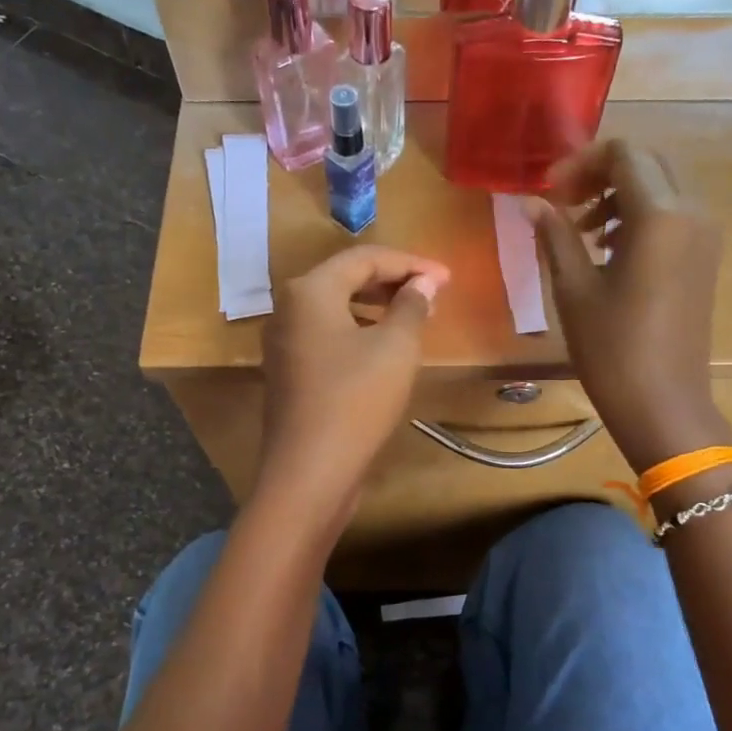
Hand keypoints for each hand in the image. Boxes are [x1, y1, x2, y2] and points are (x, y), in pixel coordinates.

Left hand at [257, 246, 449, 519]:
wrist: (309, 472)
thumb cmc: (356, 400)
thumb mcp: (396, 348)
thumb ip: (412, 306)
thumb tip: (423, 283)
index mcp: (309, 290)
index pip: (365, 258)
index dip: (411, 263)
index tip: (448, 277)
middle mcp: (288, 308)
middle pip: (345, 278)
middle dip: (392, 281)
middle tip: (432, 292)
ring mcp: (283, 342)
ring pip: (335, 307)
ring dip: (376, 306)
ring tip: (414, 316)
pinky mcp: (289, 371)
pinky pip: (327, 334)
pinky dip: (358, 330)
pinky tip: (384, 348)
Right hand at [531, 140, 731, 471]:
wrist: (663, 403)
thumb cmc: (612, 348)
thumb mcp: (574, 289)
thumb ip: (555, 235)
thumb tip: (531, 202)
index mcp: (660, 216)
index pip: (623, 154)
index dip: (581, 163)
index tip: (549, 191)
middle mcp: (692, 213)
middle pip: (646, 164)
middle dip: (600, 174)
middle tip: (562, 204)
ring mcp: (705, 235)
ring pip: (661, 188)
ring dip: (618, 195)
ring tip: (581, 230)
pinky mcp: (706, 258)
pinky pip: (673, 215)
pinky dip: (639, 216)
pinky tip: (609, 249)